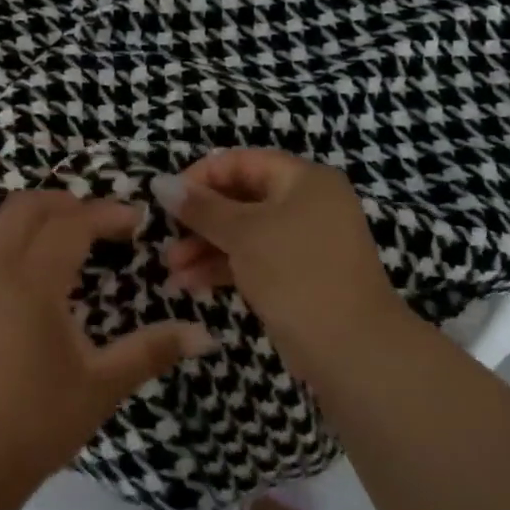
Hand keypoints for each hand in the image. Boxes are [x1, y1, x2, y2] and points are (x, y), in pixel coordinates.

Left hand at [0, 191, 215, 509]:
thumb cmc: (36, 423)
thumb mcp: (101, 386)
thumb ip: (151, 351)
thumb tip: (204, 335)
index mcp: (31, 283)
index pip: (71, 224)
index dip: (107, 213)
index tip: (137, 222)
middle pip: (26, 206)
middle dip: (67, 202)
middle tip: (103, 224)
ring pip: (0, 225)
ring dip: (38, 219)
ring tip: (74, 245)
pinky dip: (17, 242)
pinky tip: (40, 280)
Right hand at [152, 150, 416, 378]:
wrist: (351, 348)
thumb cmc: (296, 274)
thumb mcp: (243, 233)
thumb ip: (200, 207)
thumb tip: (159, 182)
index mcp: (304, 180)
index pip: (241, 162)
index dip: (200, 177)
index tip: (166, 200)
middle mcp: (307, 204)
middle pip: (240, 198)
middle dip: (199, 220)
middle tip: (166, 240)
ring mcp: (303, 242)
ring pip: (243, 233)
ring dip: (204, 248)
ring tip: (171, 271)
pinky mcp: (296, 276)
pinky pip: (253, 260)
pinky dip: (222, 268)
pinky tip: (189, 285)